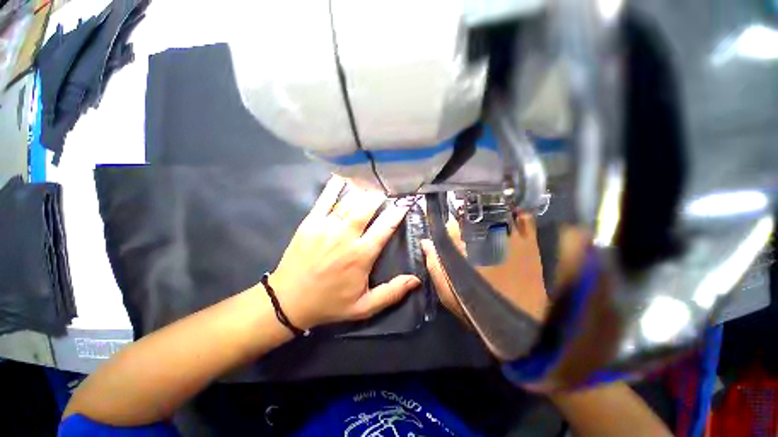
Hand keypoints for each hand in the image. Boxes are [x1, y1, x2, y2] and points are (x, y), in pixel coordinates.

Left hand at [270, 177, 420, 329]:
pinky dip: (335, 187)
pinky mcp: (310, 222)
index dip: (397, 212)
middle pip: (367, 207)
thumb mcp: (364, 307)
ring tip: (372, 183)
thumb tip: (416, 280)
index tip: (405, 202)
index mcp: (361, 255)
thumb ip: (391, 293)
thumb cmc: (329, 303)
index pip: (385, 227)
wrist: (288, 301)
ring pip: (349, 201)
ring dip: (363, 190)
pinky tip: (343, 177)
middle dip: (379, 196)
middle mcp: (346, 236)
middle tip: (387, 190)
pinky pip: (325, 199)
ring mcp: (326, 226)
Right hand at [421, 213, 548, 323]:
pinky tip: (512, 215)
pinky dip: (518, 214)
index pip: (450, 224)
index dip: (448, 226)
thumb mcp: (447, 292)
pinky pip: (525, 219)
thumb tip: (426, 242)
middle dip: (466, 218)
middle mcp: (483, 237)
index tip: (449, 231)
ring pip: (494, 211)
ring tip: (486, 217)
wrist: (518, 324)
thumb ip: (434, 265)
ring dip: (488, 211)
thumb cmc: (478, 308)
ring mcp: (508, 237)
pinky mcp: (528, 242)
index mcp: (463, 247)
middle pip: (471, 215)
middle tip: (467, 227)